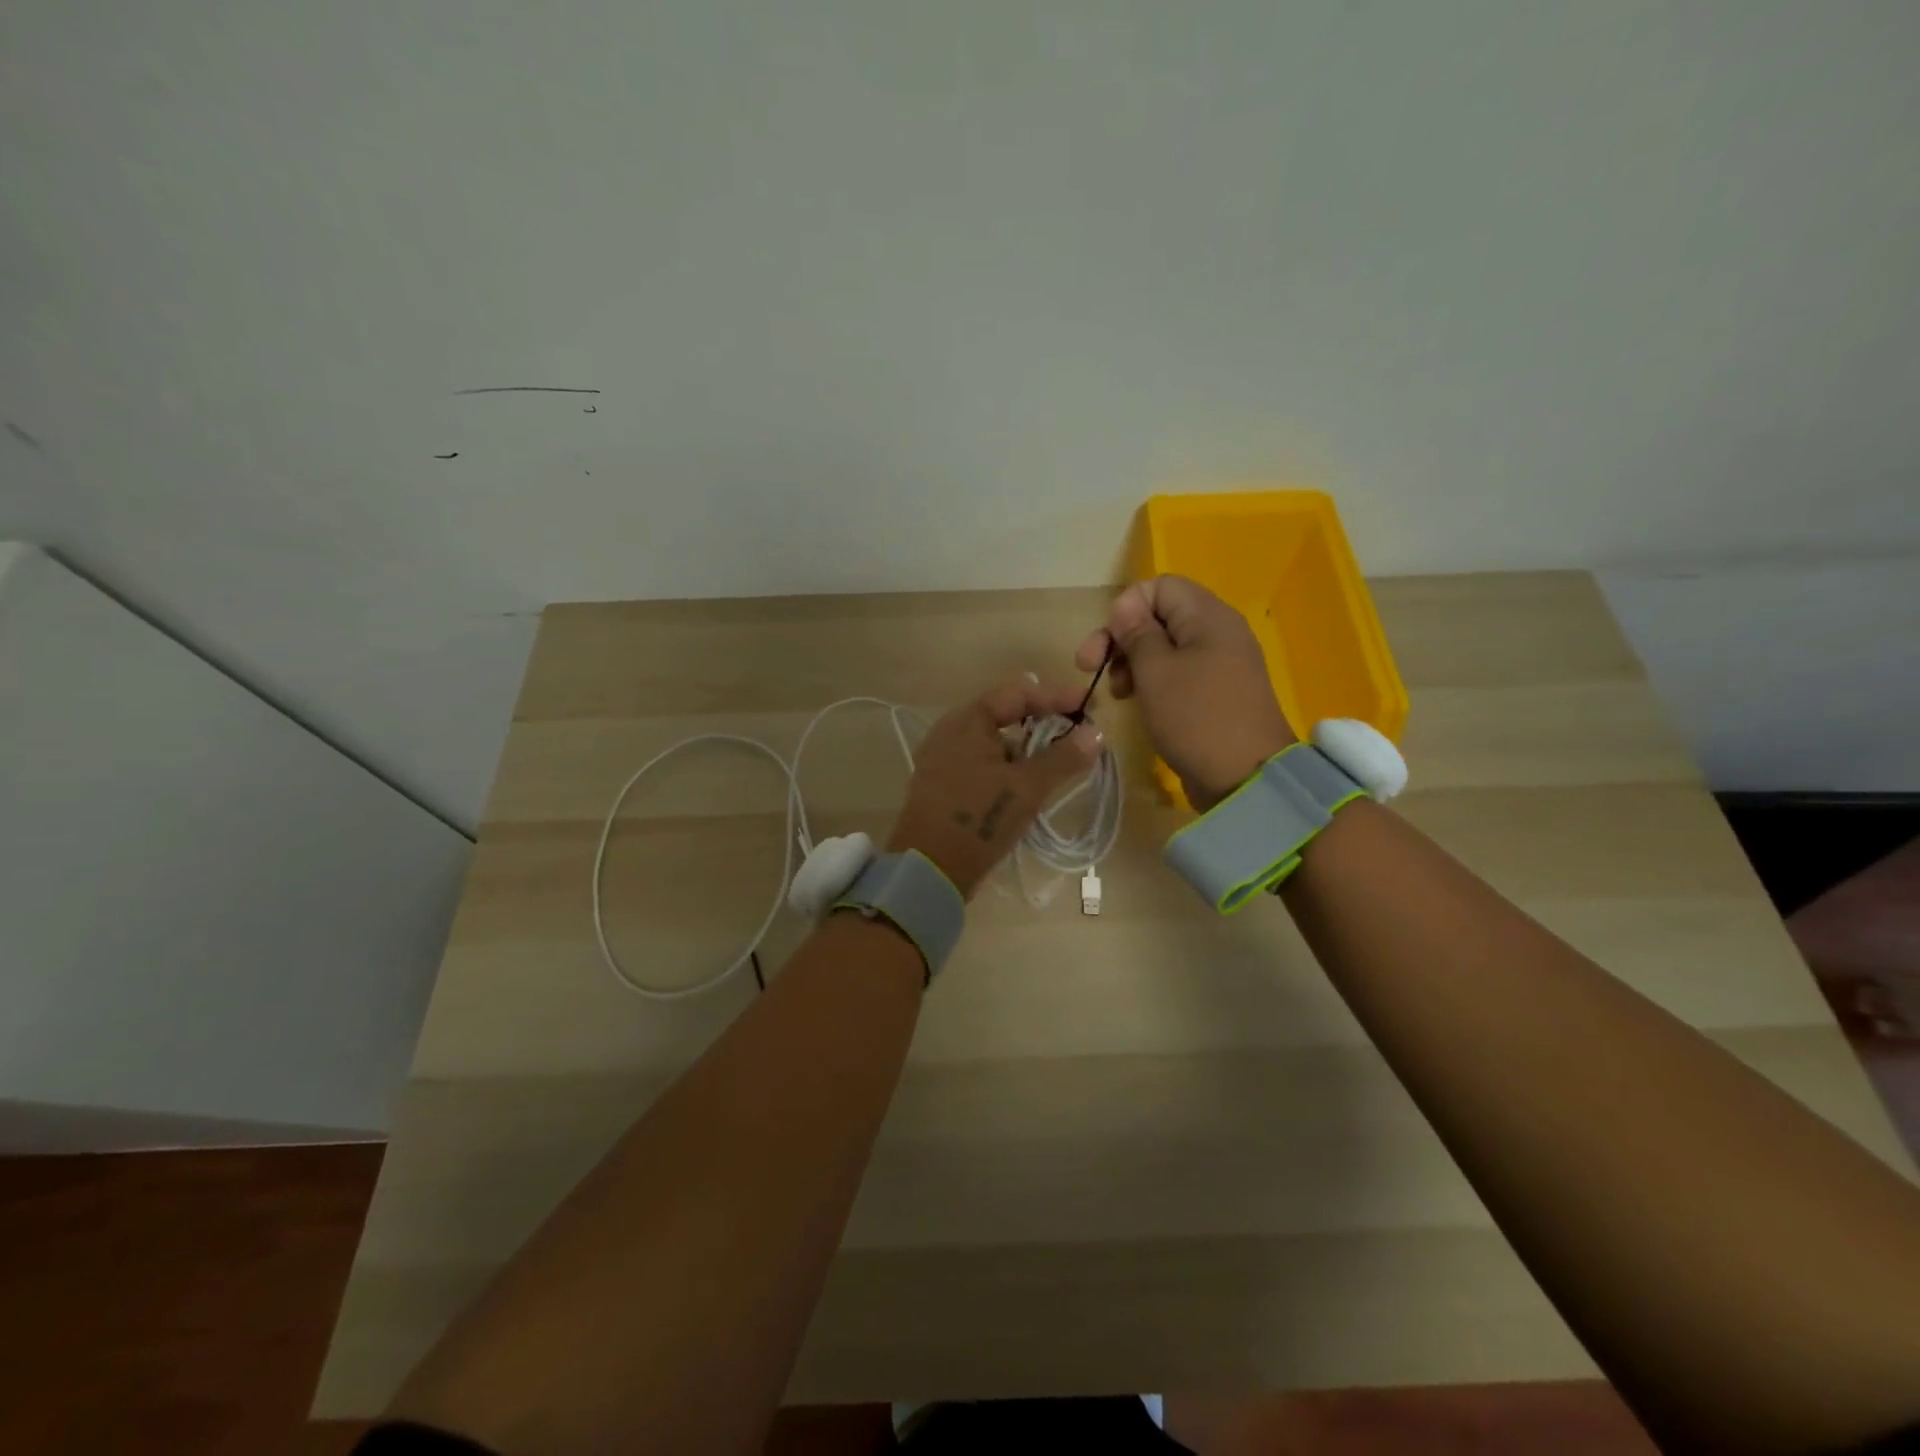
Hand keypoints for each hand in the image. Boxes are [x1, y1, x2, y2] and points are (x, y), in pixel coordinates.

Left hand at [888, 677, 1103, 897]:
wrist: (928, 871)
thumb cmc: (978, 820)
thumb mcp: (1027, 788)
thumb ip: (1063, 758)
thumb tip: (1097, 733)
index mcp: (968, 720)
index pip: (1019, 693)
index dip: (1058, 696)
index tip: (1092, 707)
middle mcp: (952, 731)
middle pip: (1006, 714)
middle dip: (1045, 722)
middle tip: (1080, 734)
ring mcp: (945, 758)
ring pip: (997, 742)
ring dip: (1029, 748)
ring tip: (1060, 763)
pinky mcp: (945, 783)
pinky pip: (985, 762)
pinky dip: (1010, 767)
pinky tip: (1030, 785)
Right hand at [1076, 575, 1295, 810]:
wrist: (1246, 778)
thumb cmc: (1196, 718)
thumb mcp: (1155, 672)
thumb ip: (1136, 633)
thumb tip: (1124, 606)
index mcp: (1208, 617)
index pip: (1159, 586)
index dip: (1126, 608)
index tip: (1107, 644)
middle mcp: (1217, 631)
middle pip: (1159, 615)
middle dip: (1121, 637)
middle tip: (1092, 668)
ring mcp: (1219, 663)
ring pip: (1165, 645)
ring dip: (1132, 662)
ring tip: (1118, 693)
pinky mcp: (1215, 692)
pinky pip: (1178, 671)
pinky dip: (1152, 681)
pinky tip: (1136, 702)